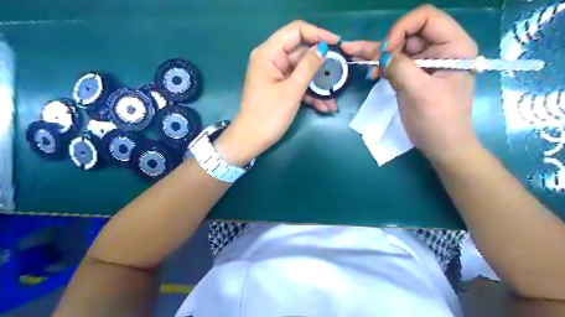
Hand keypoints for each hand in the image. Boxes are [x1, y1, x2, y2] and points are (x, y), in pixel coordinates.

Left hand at [216, 20, 339, 165]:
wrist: (251, 140)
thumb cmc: (268, 115)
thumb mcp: (291, 91)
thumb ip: (308, 67)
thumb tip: (323, 48)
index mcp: (269, 54)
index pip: (295, 31)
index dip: (318, 34)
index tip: (337, 44)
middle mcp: (271, 59)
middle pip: (301, 53)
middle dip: (321, 66)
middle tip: (340, 75)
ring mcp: (276, 75)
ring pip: (302, 71)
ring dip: (318, 85)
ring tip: (334, 98)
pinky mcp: (279, 87)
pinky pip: (298, 84)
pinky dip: (310, 94)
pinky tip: (324, 106)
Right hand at [342, 5, 477, 164]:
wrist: (441, 145)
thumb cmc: (438, 120)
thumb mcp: (421, 93)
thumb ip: (401, 69)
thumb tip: (382, 55)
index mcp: (453, 47)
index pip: (426, 18)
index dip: (402, 28)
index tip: (387, 51)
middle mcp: (439, 49)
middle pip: (408, 33)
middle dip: (386, 44)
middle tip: (368, 60)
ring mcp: (423, 64)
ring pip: (397, 49)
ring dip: (376, 52)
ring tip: (351, 51)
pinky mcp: (411, 76)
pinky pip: (393, 64)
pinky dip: (378, 64)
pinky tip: (365, 64)